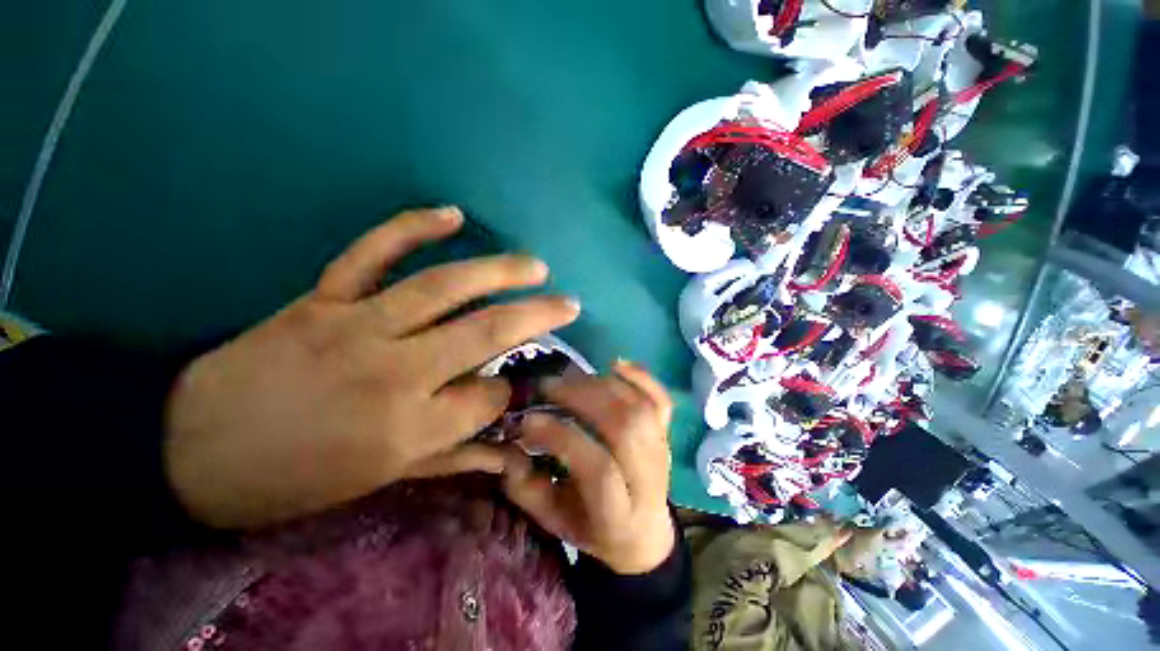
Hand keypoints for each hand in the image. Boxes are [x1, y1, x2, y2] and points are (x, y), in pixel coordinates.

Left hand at [164, 208, 579, 528]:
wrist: (193, 452)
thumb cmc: (296, 478)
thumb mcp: (384, 479)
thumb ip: (456, 454)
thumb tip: (510, 446)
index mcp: (410, 427)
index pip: (488, 396)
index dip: (508, 390)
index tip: (513, 385)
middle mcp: (396, 371)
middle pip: (487, 332)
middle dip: (538, 317)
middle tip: (569, 303)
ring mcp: (358, 325)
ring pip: (445, 287)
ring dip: (500, 271)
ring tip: (536, 266)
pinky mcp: (324, 298)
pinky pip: (373, 252)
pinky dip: (413, 228)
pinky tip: (451, 215)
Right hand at [500, 360, 675, 574]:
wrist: (642, 533)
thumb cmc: (592, 527)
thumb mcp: (553, 522)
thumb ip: (529, 490)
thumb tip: (510, 447)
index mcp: (618, 514)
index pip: (598, 469)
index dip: (563, 438)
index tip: (529, 420)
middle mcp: (648, 479)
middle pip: (624, 427)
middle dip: (582, 399)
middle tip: (548, 387)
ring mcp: (662, 451)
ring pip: (639, 408)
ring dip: (601, 385)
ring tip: (570, 379)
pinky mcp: (667, 433)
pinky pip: (661, 399)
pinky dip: (641, 377)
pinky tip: (615, 364)